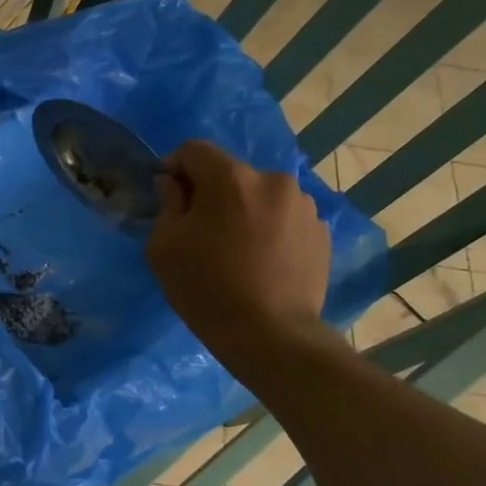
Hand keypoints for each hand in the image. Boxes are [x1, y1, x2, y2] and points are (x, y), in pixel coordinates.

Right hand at [147, 140, 333, 368]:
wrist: (270, 335)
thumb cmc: (206, 288)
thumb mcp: (164, 246)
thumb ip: (167, 204)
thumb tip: (174, 185)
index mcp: (231, 178)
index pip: (194, 150)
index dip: (175, 167)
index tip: (168, 196)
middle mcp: (273, 180)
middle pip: (231, 173)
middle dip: (212, 193)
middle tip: (201, 231)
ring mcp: (304, 206)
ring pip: (260, 195)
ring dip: (244, 210)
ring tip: (236, 249)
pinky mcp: (321, 232)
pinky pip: (284, 218)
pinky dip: (268, 229)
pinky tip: (261, 261)